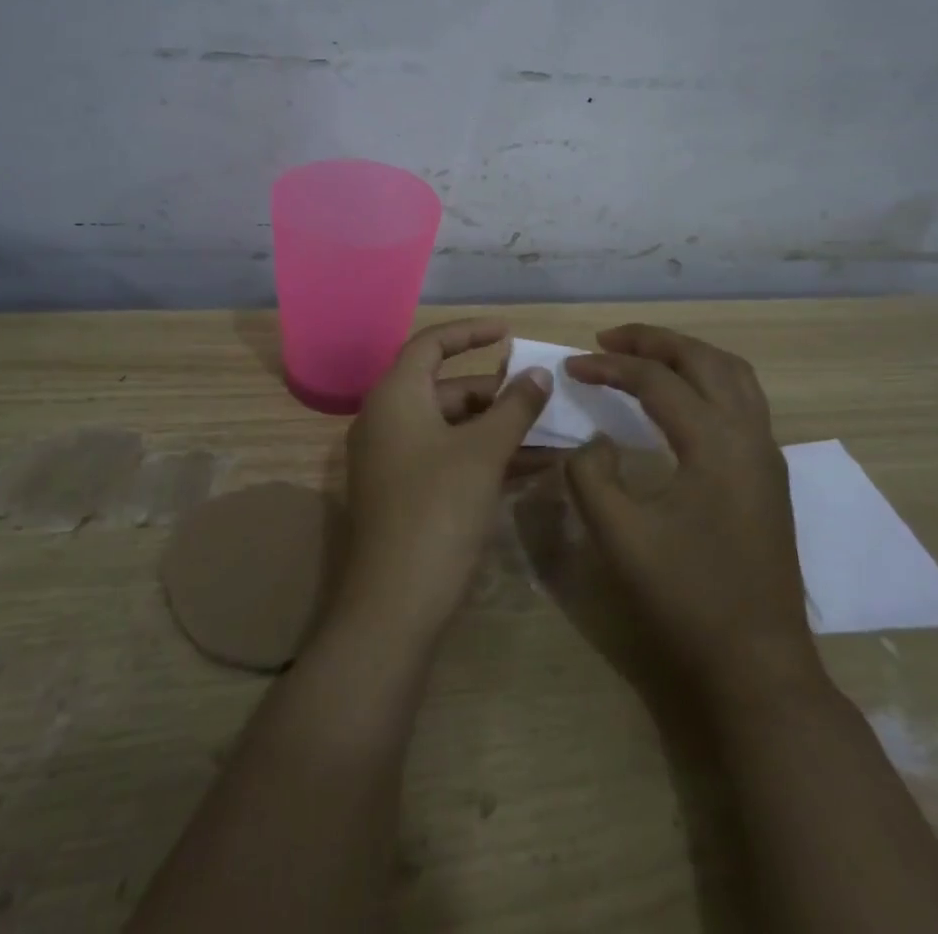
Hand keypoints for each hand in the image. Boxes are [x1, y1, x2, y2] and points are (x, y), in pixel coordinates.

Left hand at [334, 318, 552, 647]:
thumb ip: (514, 407)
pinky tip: (531, 467)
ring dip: (498, 428)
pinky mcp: (404, 492)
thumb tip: (539, 373)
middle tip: (541, 396)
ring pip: (452, 426)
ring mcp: (393, 458)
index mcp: (395, 395)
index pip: (432, 344)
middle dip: (496, 391)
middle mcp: (387, 419)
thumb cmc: (438, 510)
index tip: (510, 332)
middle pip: (446, 387)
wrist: (395, 604)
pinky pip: (448, 456)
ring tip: (549, 433)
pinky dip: (484, 455)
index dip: (471, 332)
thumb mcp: (484, 452)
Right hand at [563, 324, 822, 709]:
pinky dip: (707, 378)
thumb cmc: (686, 598)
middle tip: (607, 340)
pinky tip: (680, 399)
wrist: (758, 665)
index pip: (656, 380)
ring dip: (686, 354)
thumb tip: (596, 441)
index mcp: (715, 442)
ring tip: (643, 356)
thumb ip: (590, 474)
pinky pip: (742, 399)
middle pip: (703, 359)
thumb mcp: (619, 534)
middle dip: (653, 340)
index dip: (608, 366)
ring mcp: (766, 454)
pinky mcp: (769, 475)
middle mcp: (749, 434)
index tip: (571, 366)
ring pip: (732, 374)